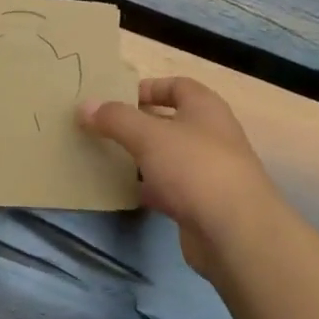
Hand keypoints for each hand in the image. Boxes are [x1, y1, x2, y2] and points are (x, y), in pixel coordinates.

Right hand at [79, 77, 279, 275]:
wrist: (234, 233)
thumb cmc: (194, 168)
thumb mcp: (148, 136)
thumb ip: (115, 119)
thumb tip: (84, 105)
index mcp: (206, 108)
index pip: (177, 86)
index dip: (148, 88)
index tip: (116, 99)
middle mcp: (211, 135)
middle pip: (171, 122)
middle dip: (139, 124)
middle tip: (103, 128)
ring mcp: (208, 172)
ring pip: (168, 157)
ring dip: (142, 157)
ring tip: (106, 157)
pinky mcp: (202, 205)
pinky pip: (169, 189)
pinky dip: (149, 188)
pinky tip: (124, 192)